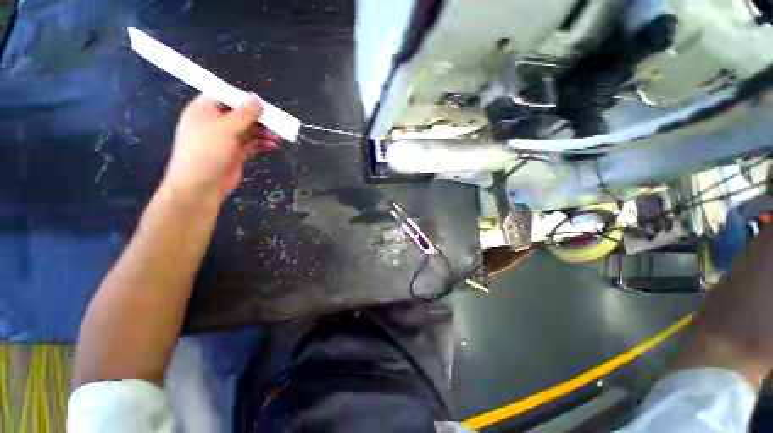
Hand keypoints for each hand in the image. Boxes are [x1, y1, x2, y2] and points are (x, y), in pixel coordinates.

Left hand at [164, 93, 281, 198]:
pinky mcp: (236, 152)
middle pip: (241, 114)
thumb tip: (257, 98)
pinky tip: (273, 146)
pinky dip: (263, 144)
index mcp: (205, 110)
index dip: (243, 98)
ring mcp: (226, 139)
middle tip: (277, 122)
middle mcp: (216, 123)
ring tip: (279, 136)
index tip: (261, 103)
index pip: (225, 96)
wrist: (201, 185)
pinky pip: (252, 144)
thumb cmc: (207, 152)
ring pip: (249, 130)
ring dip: (264, 132)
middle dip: (259, 118)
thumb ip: (243, 113)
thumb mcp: (226, 128)